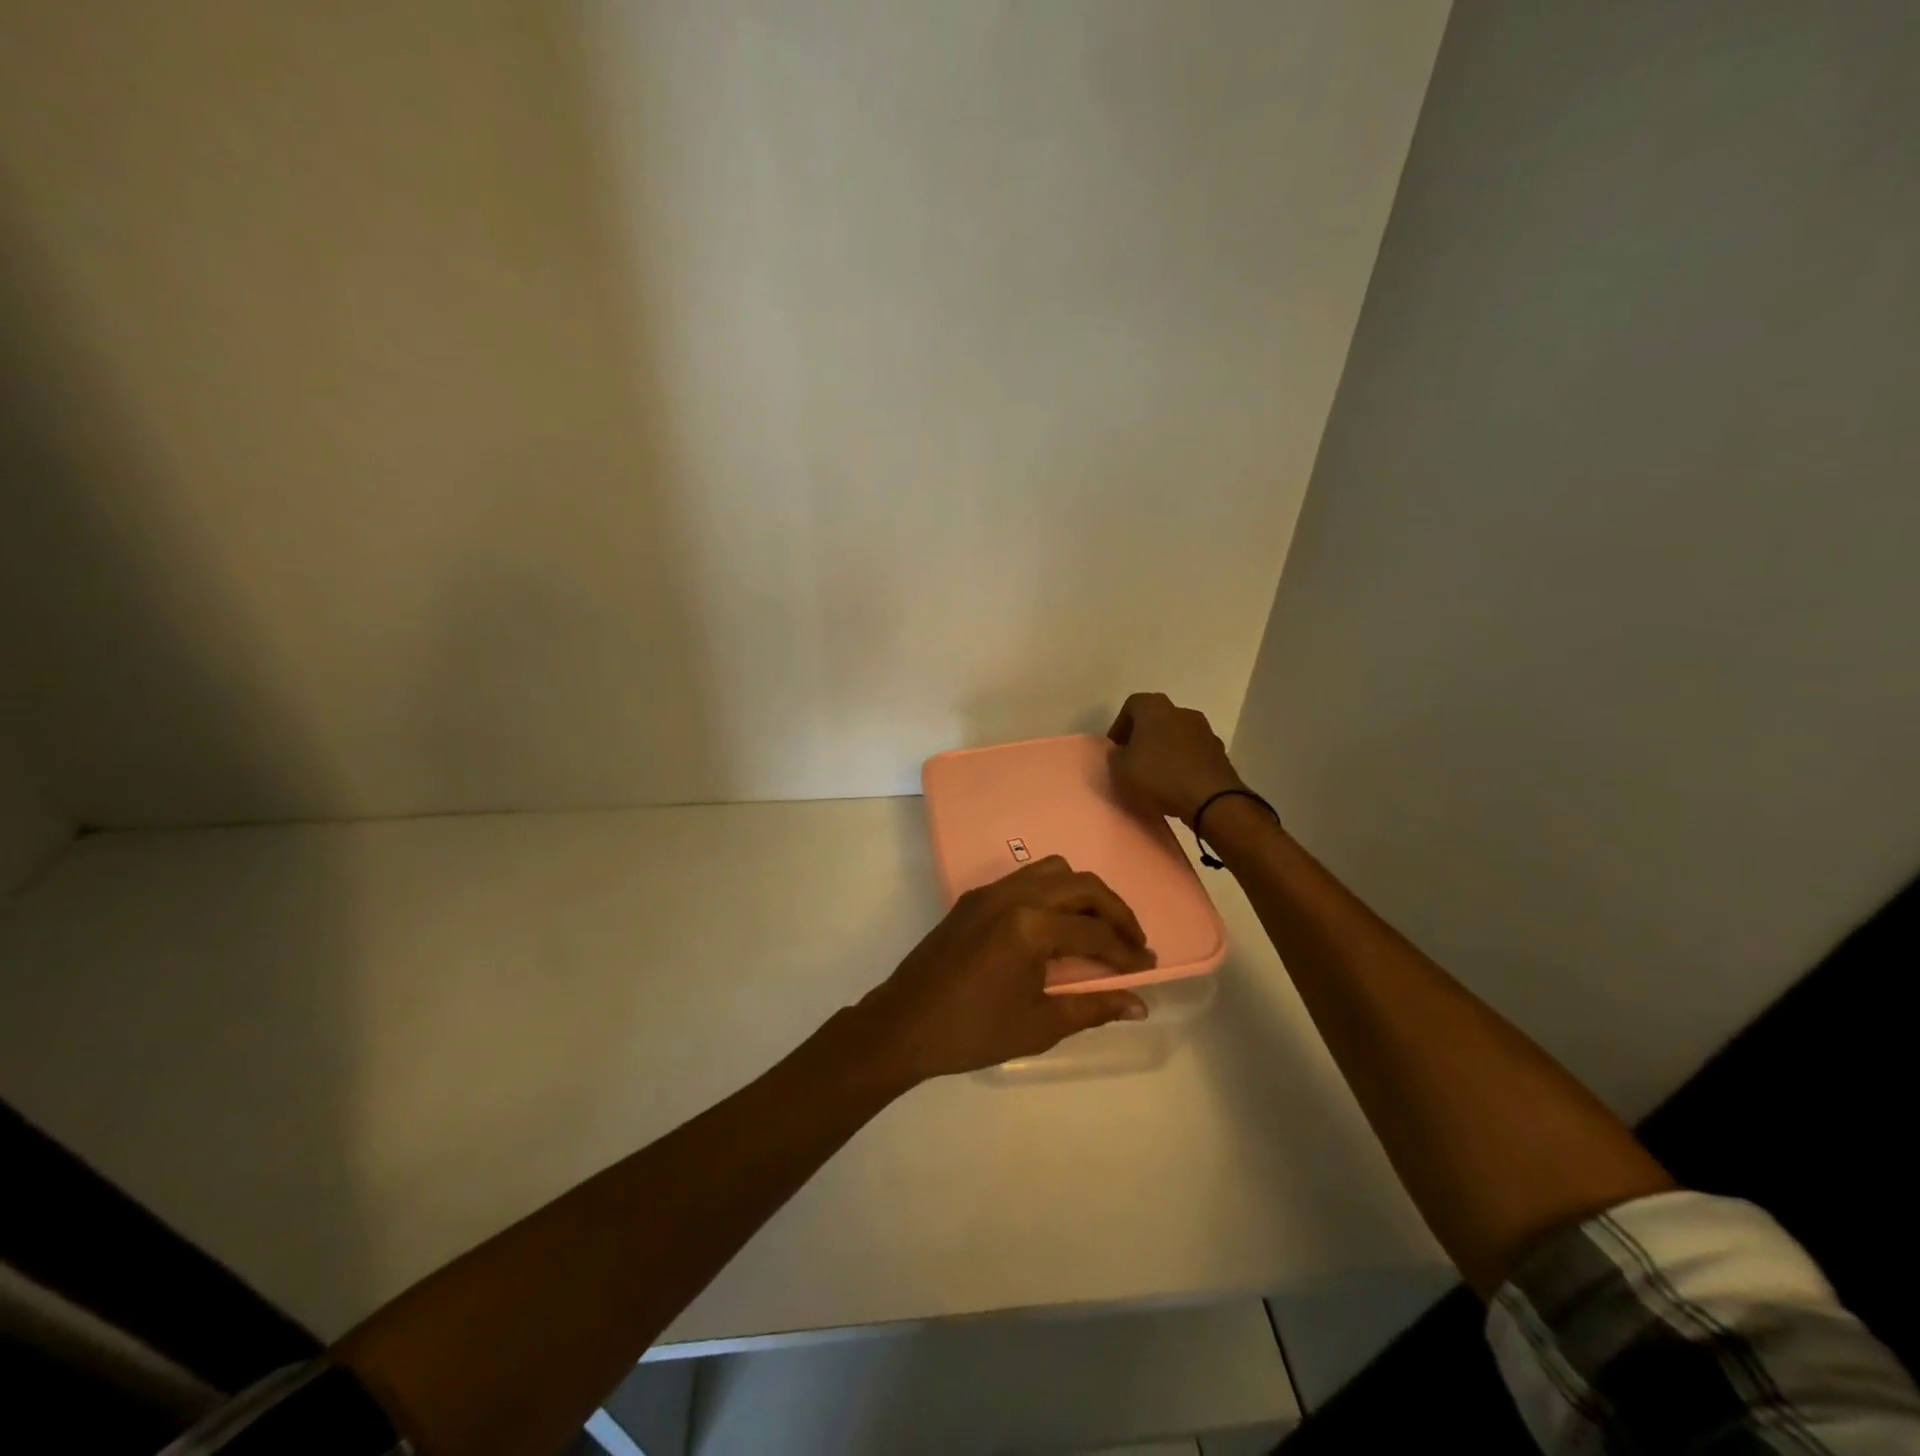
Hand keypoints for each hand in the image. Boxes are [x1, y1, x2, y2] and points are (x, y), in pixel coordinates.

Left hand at [853, 857, 1155, 1081]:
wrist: (904, 1025)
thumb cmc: (973, 1031)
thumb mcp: (1039, 1025)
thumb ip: (1093, 1007)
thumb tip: (1139, 1004)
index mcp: (1030, 926)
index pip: (1095, 933)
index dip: (1127, 951)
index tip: (1147, 966)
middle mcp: (1013, 895)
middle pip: (1081, 885)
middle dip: (1114, 910)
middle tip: (1132, 940)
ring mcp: (990, 892)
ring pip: (1052, 871)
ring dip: (1082, 893)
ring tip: (1096, 929)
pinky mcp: (973, 898)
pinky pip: (1024, 879)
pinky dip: (1051, 893)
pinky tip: (1055, 926)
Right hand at [1107, 692, 1243, 825]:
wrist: (1211, 799)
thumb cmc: (1160, 776)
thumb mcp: (1121, 768)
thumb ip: (1116, 755)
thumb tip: (1122, 751)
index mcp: (1155, 708)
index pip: (1131, 705)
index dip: (1120, 726)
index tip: (1116, 748)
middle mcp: (1181, 711)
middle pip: (1156, 718)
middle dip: (1143, 736)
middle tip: (1133, 759)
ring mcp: (1204, 730)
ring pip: (1176, 734)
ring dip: (1165, 748)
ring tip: (1156, 773)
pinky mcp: (1219, 751)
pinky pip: (1193, 751)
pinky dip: (1182, 760)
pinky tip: (1176, 781)